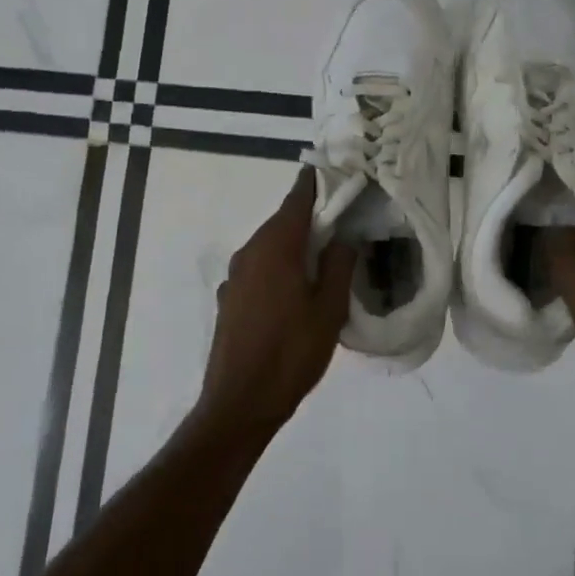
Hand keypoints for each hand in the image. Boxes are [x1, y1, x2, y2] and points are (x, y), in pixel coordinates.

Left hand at [197, 169, 355, 435]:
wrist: (239, 402)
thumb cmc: (291, 353)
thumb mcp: (329, 309)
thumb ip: (339, 265)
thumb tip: (344, 235)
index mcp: (275, 246)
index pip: (296, 199)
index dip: (316, 183)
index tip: (336, 174)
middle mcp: (250, 251)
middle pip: (282, 220)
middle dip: (310, 215)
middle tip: (342, 216)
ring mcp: (235, 275)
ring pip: (269, 244)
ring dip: (294, 242)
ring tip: (324, 252)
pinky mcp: (229, 297)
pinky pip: (259, 267)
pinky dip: (279, 264)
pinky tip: (296, 286)